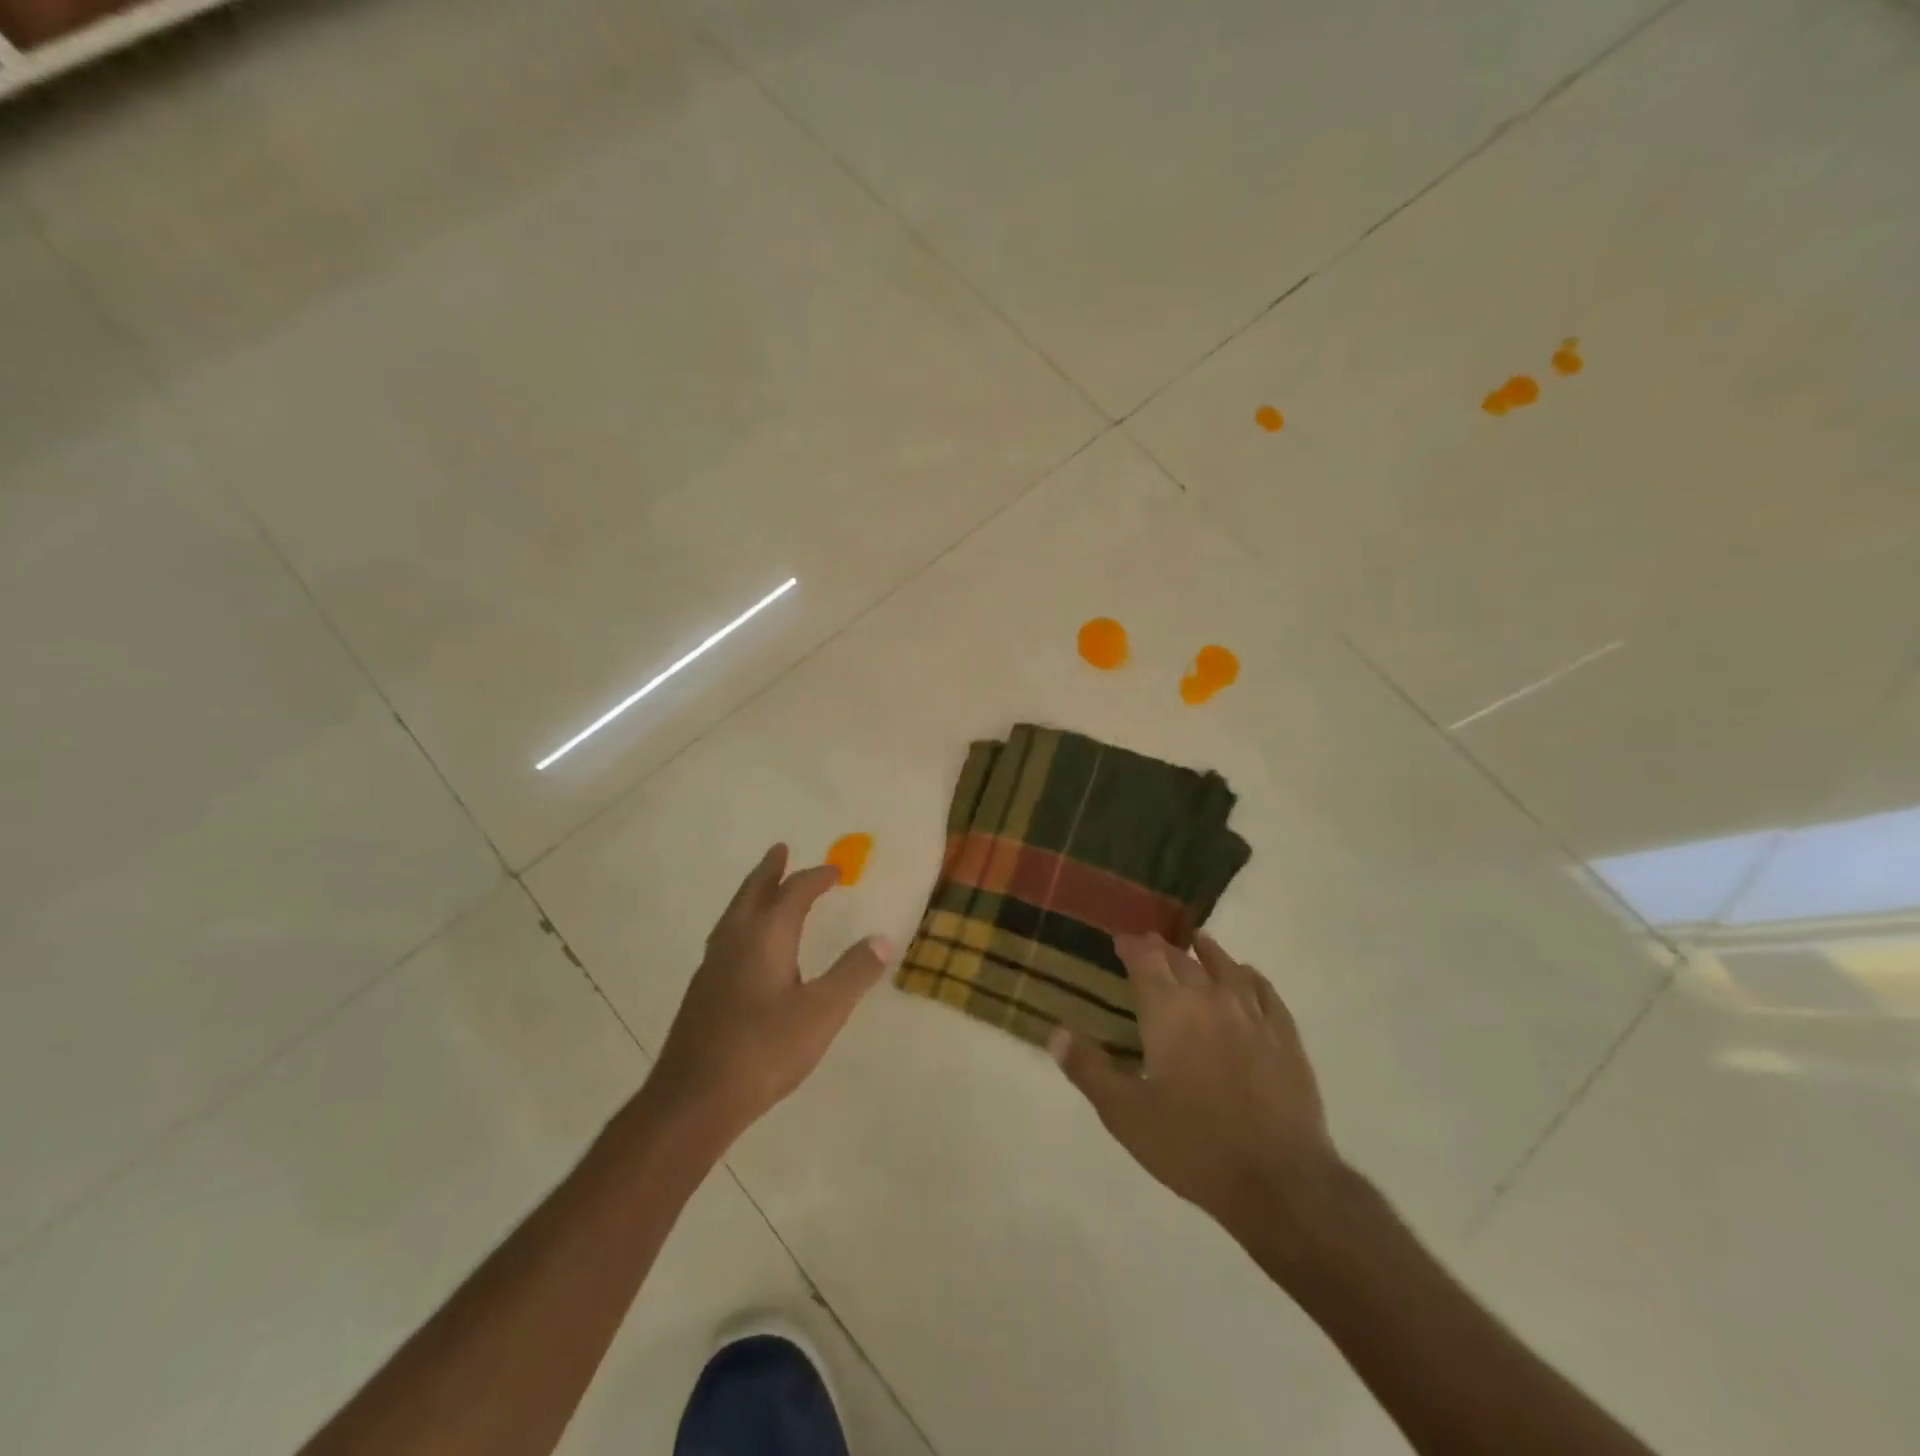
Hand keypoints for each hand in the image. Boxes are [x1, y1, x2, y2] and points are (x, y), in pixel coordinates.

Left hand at [647, 844, 890, 1142]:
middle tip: (780, 850)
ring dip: (753, 894)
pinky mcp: (702, 991)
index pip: (793, 893)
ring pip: (734, 914)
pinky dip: (742, 921)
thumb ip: (853, 973)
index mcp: (765, 937)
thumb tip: (881, 938)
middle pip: (753, 893)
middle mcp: (735, 941)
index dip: (816, 878)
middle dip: (770, 870)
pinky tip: (747, 946)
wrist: (693, 1100)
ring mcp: (713, 966)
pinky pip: (726, 936)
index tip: (837, 871)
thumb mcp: (822, 1012)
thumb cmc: (764, 1050)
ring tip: (764, 888)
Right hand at [1051, 932, 1343, 1257]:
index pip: (1145, 959)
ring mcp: (1252, 1014)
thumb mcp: (1124, 1113)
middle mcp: (1209, 998)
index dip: (1130, 945)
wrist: (1279, 1180)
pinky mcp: (1284, 1036)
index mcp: (1168, 1010)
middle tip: (1150, 946)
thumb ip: (1088, 1068)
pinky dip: (1250, 976)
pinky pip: (1265, 992)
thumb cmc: (1192, 1145)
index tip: (1119, 940)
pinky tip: (1247, 976)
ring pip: (1226, 968)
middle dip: (1162, 950)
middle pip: (1182, 960)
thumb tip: (1055, 1031)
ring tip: (1198, 942)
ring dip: (1208, 953)